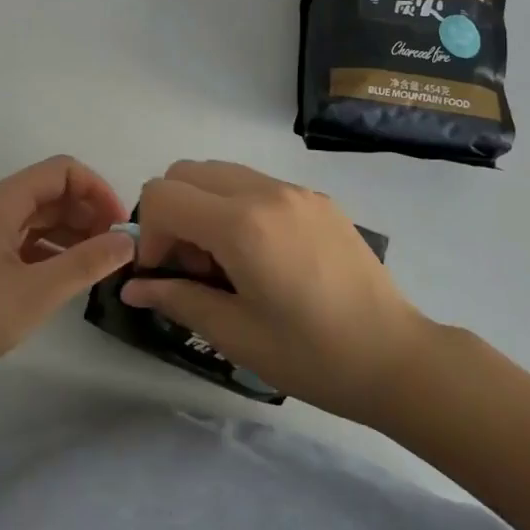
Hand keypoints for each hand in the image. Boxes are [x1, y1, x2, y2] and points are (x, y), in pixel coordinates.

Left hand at [0, 156, 134, 393]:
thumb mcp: (39, 290)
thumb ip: (88, 262)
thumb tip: (129, 240)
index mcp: (5, 201)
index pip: (63, 171)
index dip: (97, 190)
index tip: (120, 226)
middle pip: (54, 191)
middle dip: (89, 212)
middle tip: (116, 249)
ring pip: (43, 217)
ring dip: (75, 232)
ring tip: (100, 264)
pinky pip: (30, 240)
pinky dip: (56, 250)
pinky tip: (71, 276)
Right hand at [121, 160, 430, 424]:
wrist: (396, 357)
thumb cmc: (312, 355)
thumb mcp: (236, 335)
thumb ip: (178, 299)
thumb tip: (133, 286)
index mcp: (241, 224)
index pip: (163, 195)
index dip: (150, 234)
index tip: (168, 275)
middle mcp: (265, 191)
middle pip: (187, 172)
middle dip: (173, 213)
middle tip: (194, 267)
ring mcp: (295, 190)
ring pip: (222, 173)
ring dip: (205, 207)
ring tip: (227, 262)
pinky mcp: (317, 198)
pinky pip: (257, 184)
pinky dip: (238, 206)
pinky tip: (263, 256)